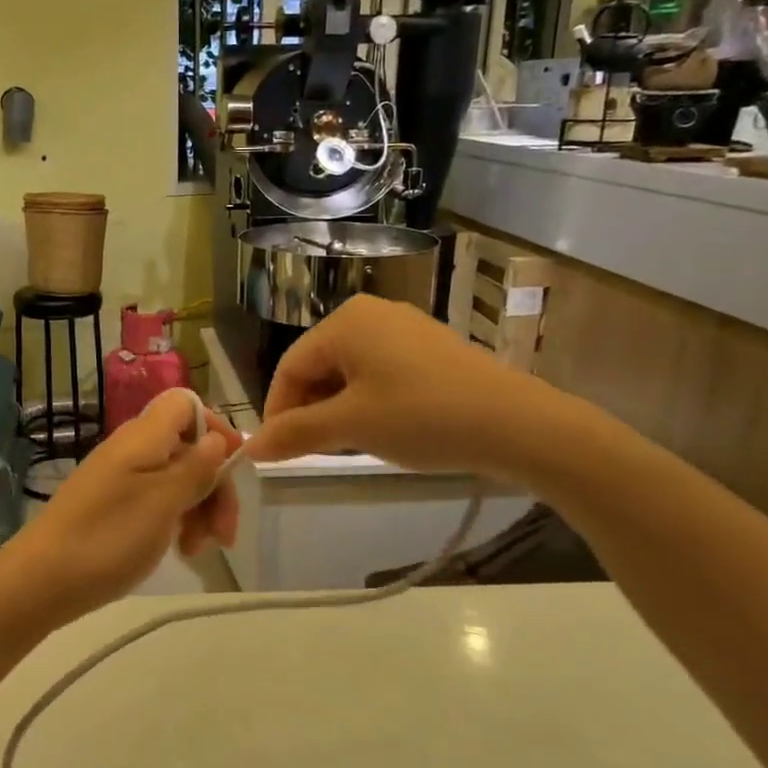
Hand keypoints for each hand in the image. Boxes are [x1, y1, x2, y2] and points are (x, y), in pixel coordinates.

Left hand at [16, 388, 240, 619]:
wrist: (41, 580)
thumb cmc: (108, 536)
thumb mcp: (164, 501)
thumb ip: (196, 466)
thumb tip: (218, 437)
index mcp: (144, 436)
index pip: (188, 404)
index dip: (216, 428)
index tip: (234, 468)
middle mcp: (133, 448)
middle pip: (189, 446)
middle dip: (215, 484)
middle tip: (225, 533)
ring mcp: (122, 477)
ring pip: (177, 478)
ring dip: (199, 508)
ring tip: (199, 550)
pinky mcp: (114, 504)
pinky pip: (157, 499)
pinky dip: (176, 520)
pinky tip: (180, 550)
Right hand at [244, 294, 568, 478]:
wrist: (517, 424)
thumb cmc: (422, 417)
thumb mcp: (351, 426)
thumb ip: (295, 433)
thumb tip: (251, 447)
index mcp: (345, 321)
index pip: (290, 367)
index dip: (277, 411)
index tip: (277, 452)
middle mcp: (370, 314)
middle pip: (318, 366)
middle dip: (309, 411)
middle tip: (312, 453)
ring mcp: (404, 328)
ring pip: (349, 372)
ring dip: (337, 410)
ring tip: (348, 446)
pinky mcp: (429, 348)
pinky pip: (379, 372)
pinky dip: (368, 402)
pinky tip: (382, 430)